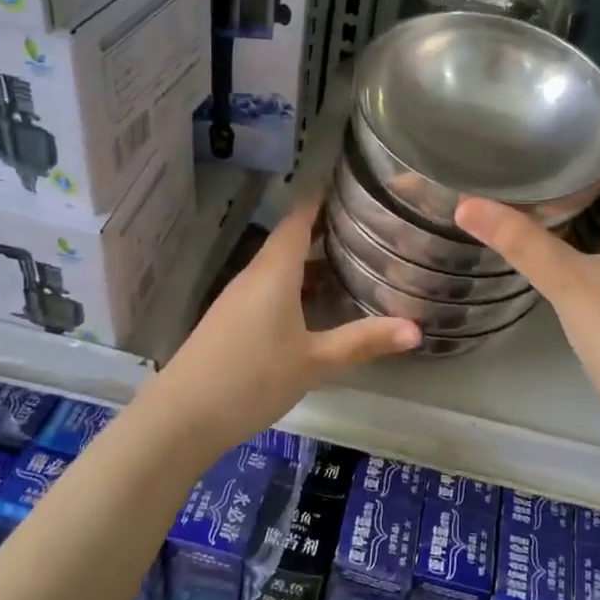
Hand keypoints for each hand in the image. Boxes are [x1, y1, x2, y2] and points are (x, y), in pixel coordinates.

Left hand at [137, 194, 419, 455]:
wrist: (182, 416)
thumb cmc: (252, 377)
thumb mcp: (315, 361)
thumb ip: (363, 342)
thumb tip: (417, 329)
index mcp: (275, 271)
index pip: (299, 218)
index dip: (321, 197)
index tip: (351, 182)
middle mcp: (255, 275)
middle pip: (291, 240)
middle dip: (326, 230)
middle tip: (368, 225)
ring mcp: (239, 298)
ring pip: (281, 267)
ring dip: (312, 260)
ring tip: (352, 260)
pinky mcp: (232, 320)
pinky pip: (270, 289)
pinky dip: (297, 285)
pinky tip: (317, 305)